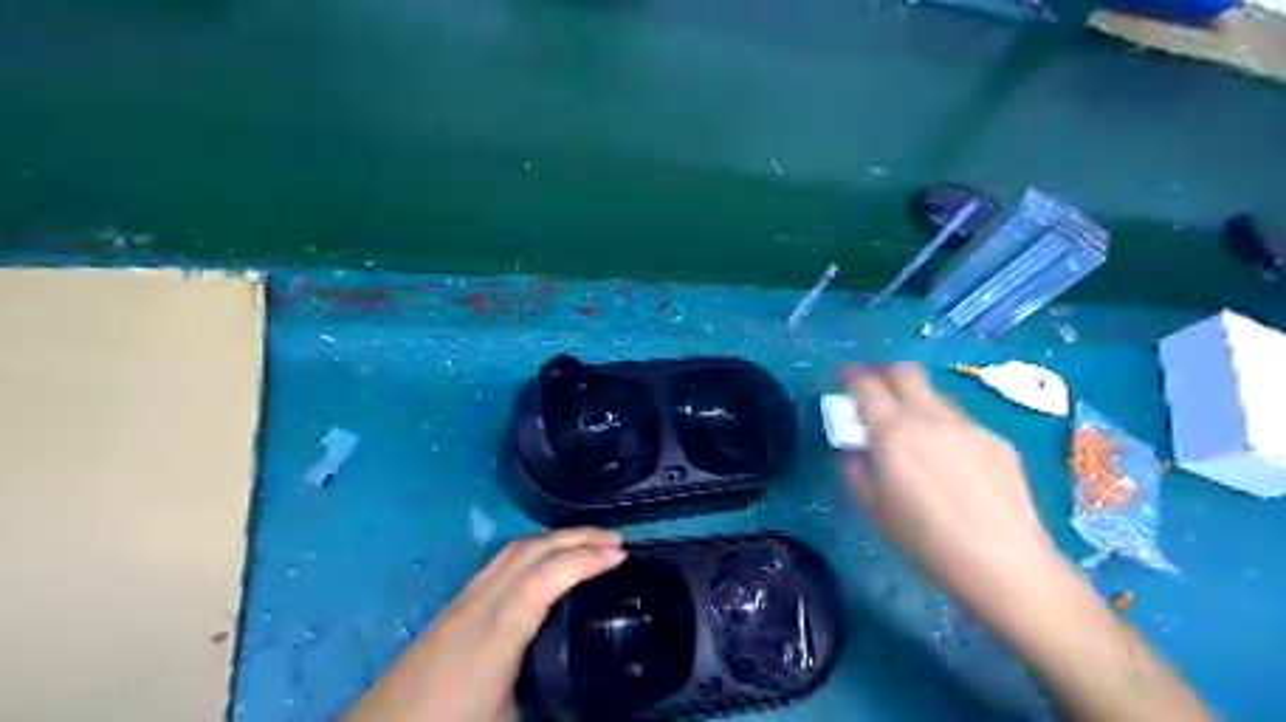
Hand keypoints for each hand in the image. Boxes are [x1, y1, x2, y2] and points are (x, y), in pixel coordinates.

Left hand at [341, 527, 622, 721]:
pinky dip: (533, 553)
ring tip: (587, 544)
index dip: (585, 559)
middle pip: (530, 551)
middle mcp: (478, 605)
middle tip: (615, 540)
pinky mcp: (452, 608)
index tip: (622, 554)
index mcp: (495, 633)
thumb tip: (596, 704)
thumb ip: (557, 708)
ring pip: (512, 552)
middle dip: (575, 537)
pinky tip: (544, 565)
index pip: (546, 577)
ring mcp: (462, 602)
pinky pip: (500, 564)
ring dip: (554, 540)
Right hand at [846, 368, 1217, 721]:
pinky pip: (960, 421)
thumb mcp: (873, 508)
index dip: (851, 376)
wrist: (1004, 563)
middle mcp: (930, 417)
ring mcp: (968, 426)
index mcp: (894, 431)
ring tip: (912, 432)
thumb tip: (856, 451)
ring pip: (934, 395)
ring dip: (915, 401)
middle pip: (905, 372)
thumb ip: (856, 469)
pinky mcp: (996, 440)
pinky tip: (949, 461)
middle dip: (884, 373)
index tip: (843, 377)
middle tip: (874, 391)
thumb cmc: (925, 539)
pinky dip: (942, 427)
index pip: (867, 385)